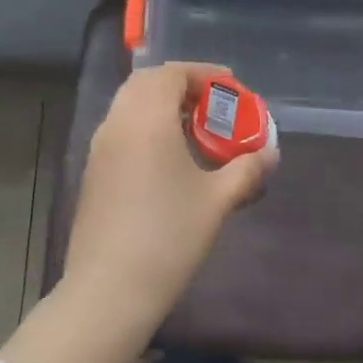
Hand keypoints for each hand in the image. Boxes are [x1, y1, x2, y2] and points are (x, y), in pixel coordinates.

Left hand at [60, 62, 277, 325]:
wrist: (110, 289)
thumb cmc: (169, 236)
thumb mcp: (217, 201)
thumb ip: (246, 170)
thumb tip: (269, 154)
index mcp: (146, 119)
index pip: (171, 74)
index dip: (203, 73)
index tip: (231, 86)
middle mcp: (117, 124)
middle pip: (145, 83)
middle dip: (181, 84)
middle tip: (212, 104)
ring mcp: (99, 149)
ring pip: (129, 106)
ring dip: (161, 106)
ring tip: (195, 129)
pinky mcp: (93, 173)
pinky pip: (121, 130)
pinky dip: (146, 127)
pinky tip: (169, 158)